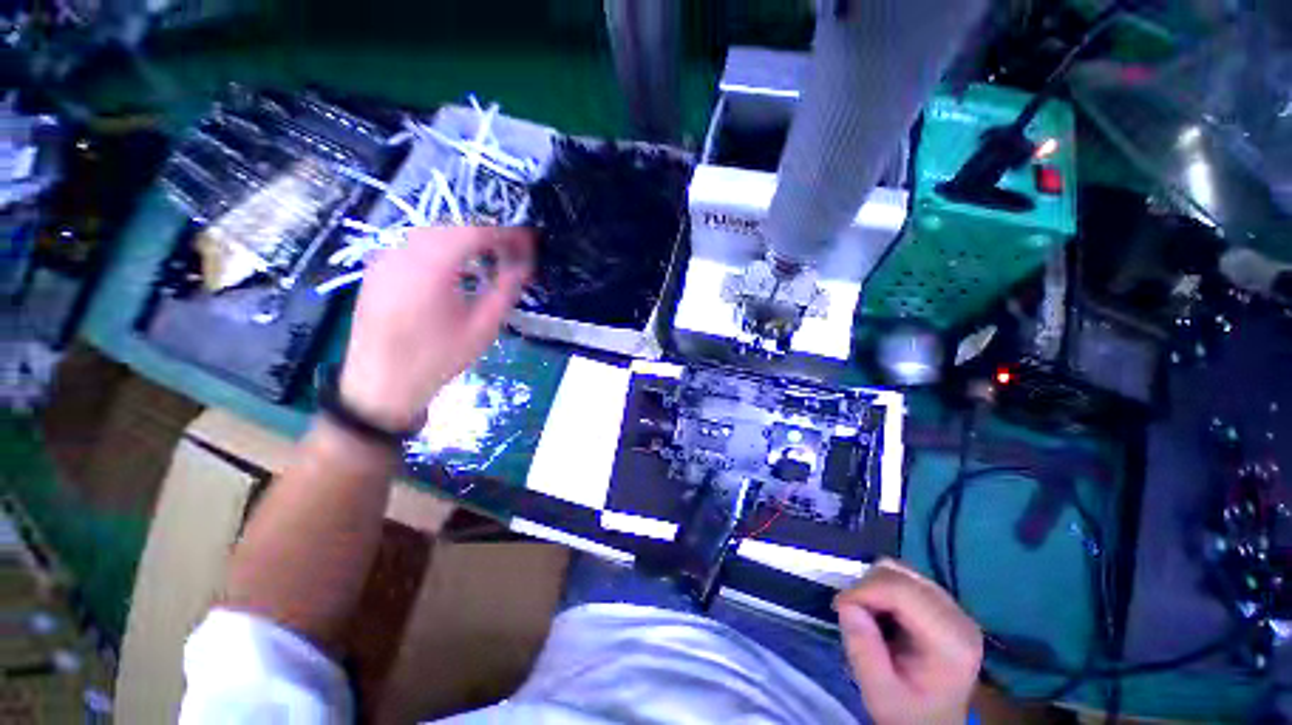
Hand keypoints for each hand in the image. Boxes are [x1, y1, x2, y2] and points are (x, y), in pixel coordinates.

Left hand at [340, 226, 532, 429]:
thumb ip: (506, 290)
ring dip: (464, 239)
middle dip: (486, 234)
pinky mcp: (377, 269)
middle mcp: (402, 252)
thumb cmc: (438, 359)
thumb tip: (525, 265)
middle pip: (452, 226)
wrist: (382, 384)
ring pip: (431, 232)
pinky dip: (442, 247)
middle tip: (512, 251)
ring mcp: (384, 258)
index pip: (475, 232)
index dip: (506, 233)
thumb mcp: (483, 328)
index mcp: (430, 267)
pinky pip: (415, 245)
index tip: (529, 241)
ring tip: (489, 258)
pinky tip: (455, 268)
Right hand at [834, 559, 982, 724]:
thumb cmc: (907, 711)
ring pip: (899, 570)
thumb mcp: (879, 693)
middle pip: (899, 575)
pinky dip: (883, 587)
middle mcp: (958, 616)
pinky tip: (881, 612)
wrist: (934, 722)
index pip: (901, 591)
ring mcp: (953, 606)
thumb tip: (846, 605)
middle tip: (851, 614)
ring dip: (874, 586)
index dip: (863, 590)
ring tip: (867, 615)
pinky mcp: (943, 603)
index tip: (840, 608)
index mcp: (950, 641)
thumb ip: (863, 650)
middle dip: (866, 588)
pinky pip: (904, 576)